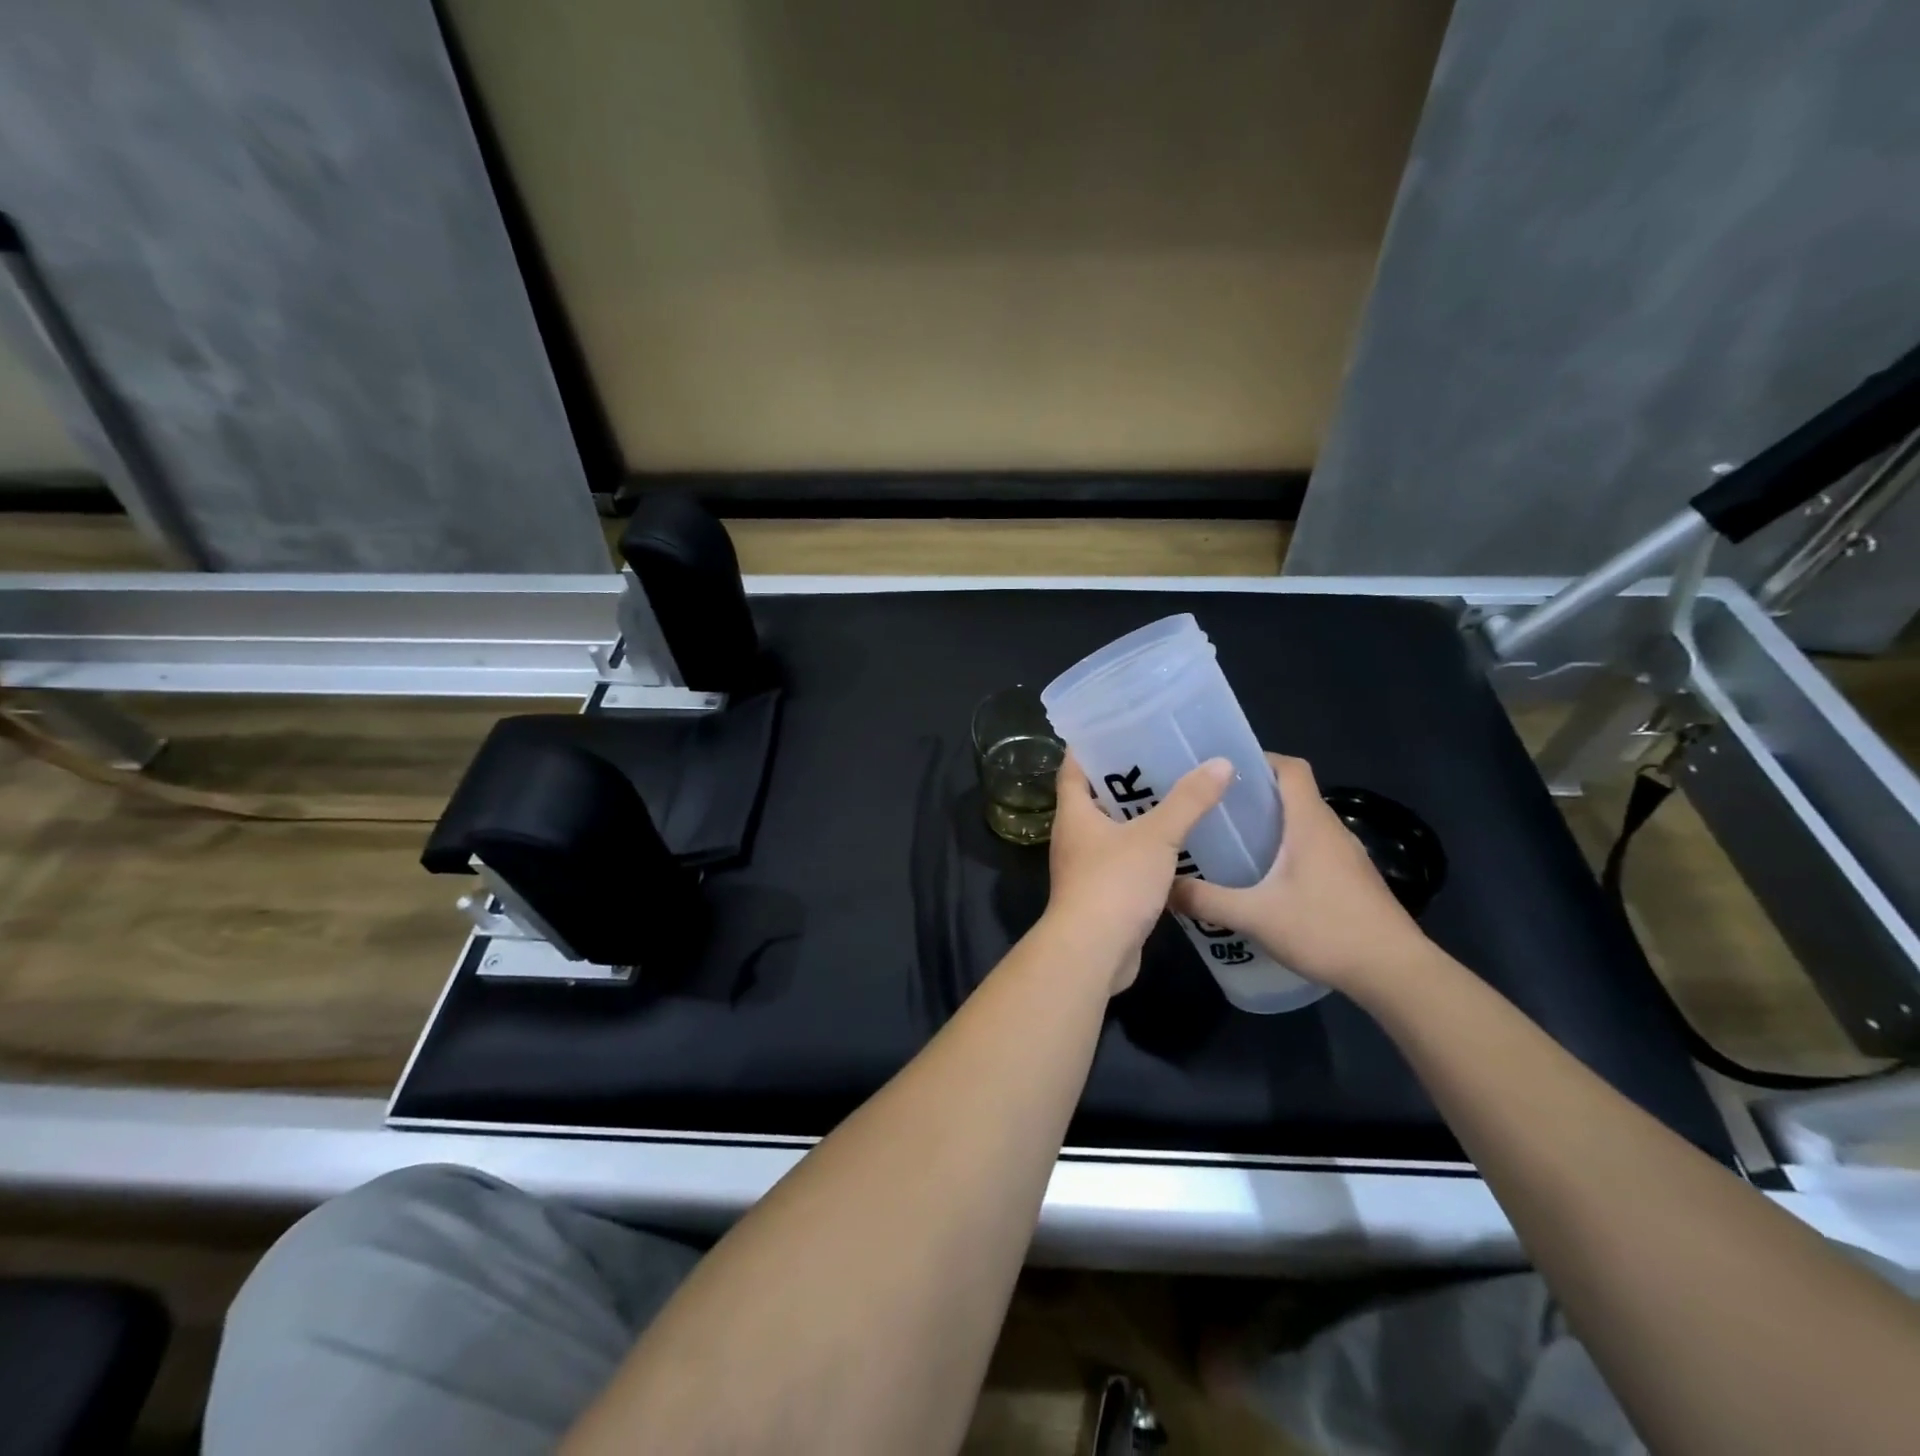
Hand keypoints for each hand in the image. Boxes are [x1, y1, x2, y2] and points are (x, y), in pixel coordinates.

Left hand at [1045, 753, 1232, 993]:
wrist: (1093, 952)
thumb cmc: (1114, 883)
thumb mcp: (1156, 836)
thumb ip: (1188, 801)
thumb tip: (1220, 763)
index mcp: (1074, 814)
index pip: (1073, 768)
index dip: (1089, 746)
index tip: (1114, 727)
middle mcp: (1073, 837)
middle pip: (1093, 798)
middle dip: (1123, 780)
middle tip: (1161, 759)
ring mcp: (1084, 868)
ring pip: (1110, 832)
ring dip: (1136, 818)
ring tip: (1175, 798)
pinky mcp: (1100, 895)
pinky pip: (1122, 862)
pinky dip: (1144, 851)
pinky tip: (1175, 848)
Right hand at [1169, 753, 1427, 995]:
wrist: (1395, 973)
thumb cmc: (1326, 930)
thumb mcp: (1255, 916)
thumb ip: (1206, 901)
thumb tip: (1164, 887)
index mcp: (1310, 823)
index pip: (1290, 768)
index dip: (1259, 760)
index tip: (1222, 771)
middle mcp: (1331, 830)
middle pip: (1293, 794)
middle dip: (1254, 795)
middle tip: (1213, 809)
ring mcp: (1347, 856)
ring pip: (1303, 824)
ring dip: (1271, 826)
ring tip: (1231, 842)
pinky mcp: (1352, 880)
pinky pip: (1314, 849)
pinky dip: (1287, 851)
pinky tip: (1264, 880)